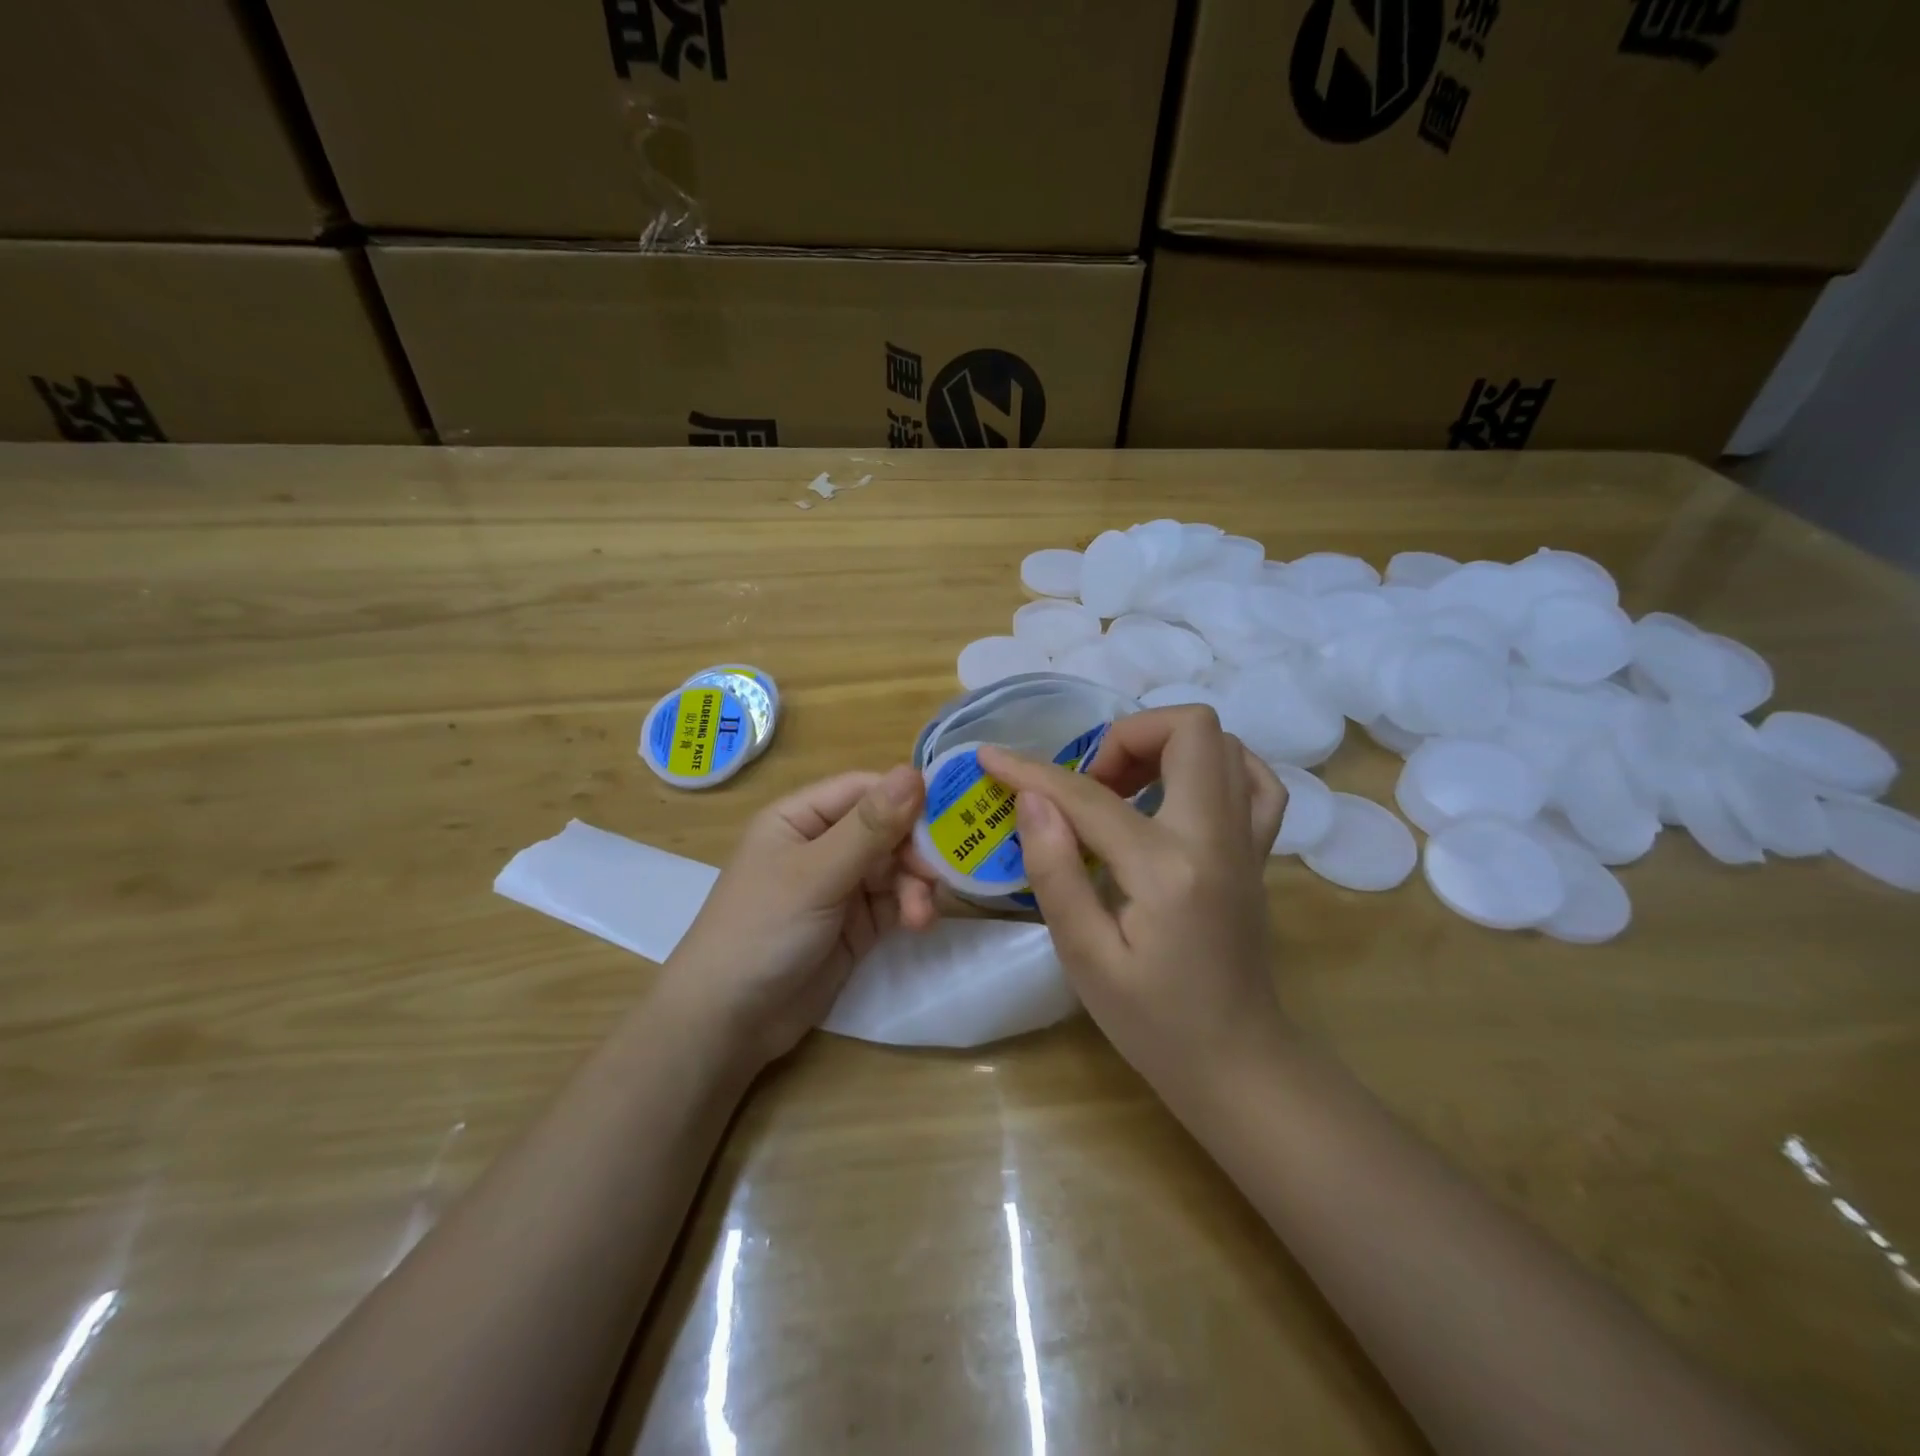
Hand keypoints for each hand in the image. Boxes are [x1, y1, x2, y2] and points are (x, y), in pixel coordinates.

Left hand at [665, 767, 940, 1066]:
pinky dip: (911, 908)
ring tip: (920, 915)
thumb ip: (869, 828)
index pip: (865, 790)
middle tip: (936, 874)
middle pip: (887, 829)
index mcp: (801, 818)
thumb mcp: (815, 875)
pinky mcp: (855, 924)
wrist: (729, 1022)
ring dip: (915, 885)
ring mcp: (840, 886)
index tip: (949, 813)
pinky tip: (918, 923)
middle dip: (914, 851)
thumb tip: (915, 772)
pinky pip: (894, 902)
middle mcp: (822, 844)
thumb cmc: (762, 931)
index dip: (906, 797)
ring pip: (895, 867)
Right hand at [977, 708, 1289, 1099]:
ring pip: (1223, 742)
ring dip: (1164, 745)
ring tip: (1124, 787)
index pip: (1090, 796)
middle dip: (1123, 738)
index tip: (992, 756)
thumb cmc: (1152, 1024)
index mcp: (1166, 869)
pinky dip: (1215, 765)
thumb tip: (1032, 799)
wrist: (1237, 1063)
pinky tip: (1179, 792)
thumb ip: (1056, 871)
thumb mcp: (1085, 958)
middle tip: (1087, 784)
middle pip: (1188, 729)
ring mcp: (1248, 840)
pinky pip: (1256, 778)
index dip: (1032, 770)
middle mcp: (1217, 837)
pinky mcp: (1258, 851)